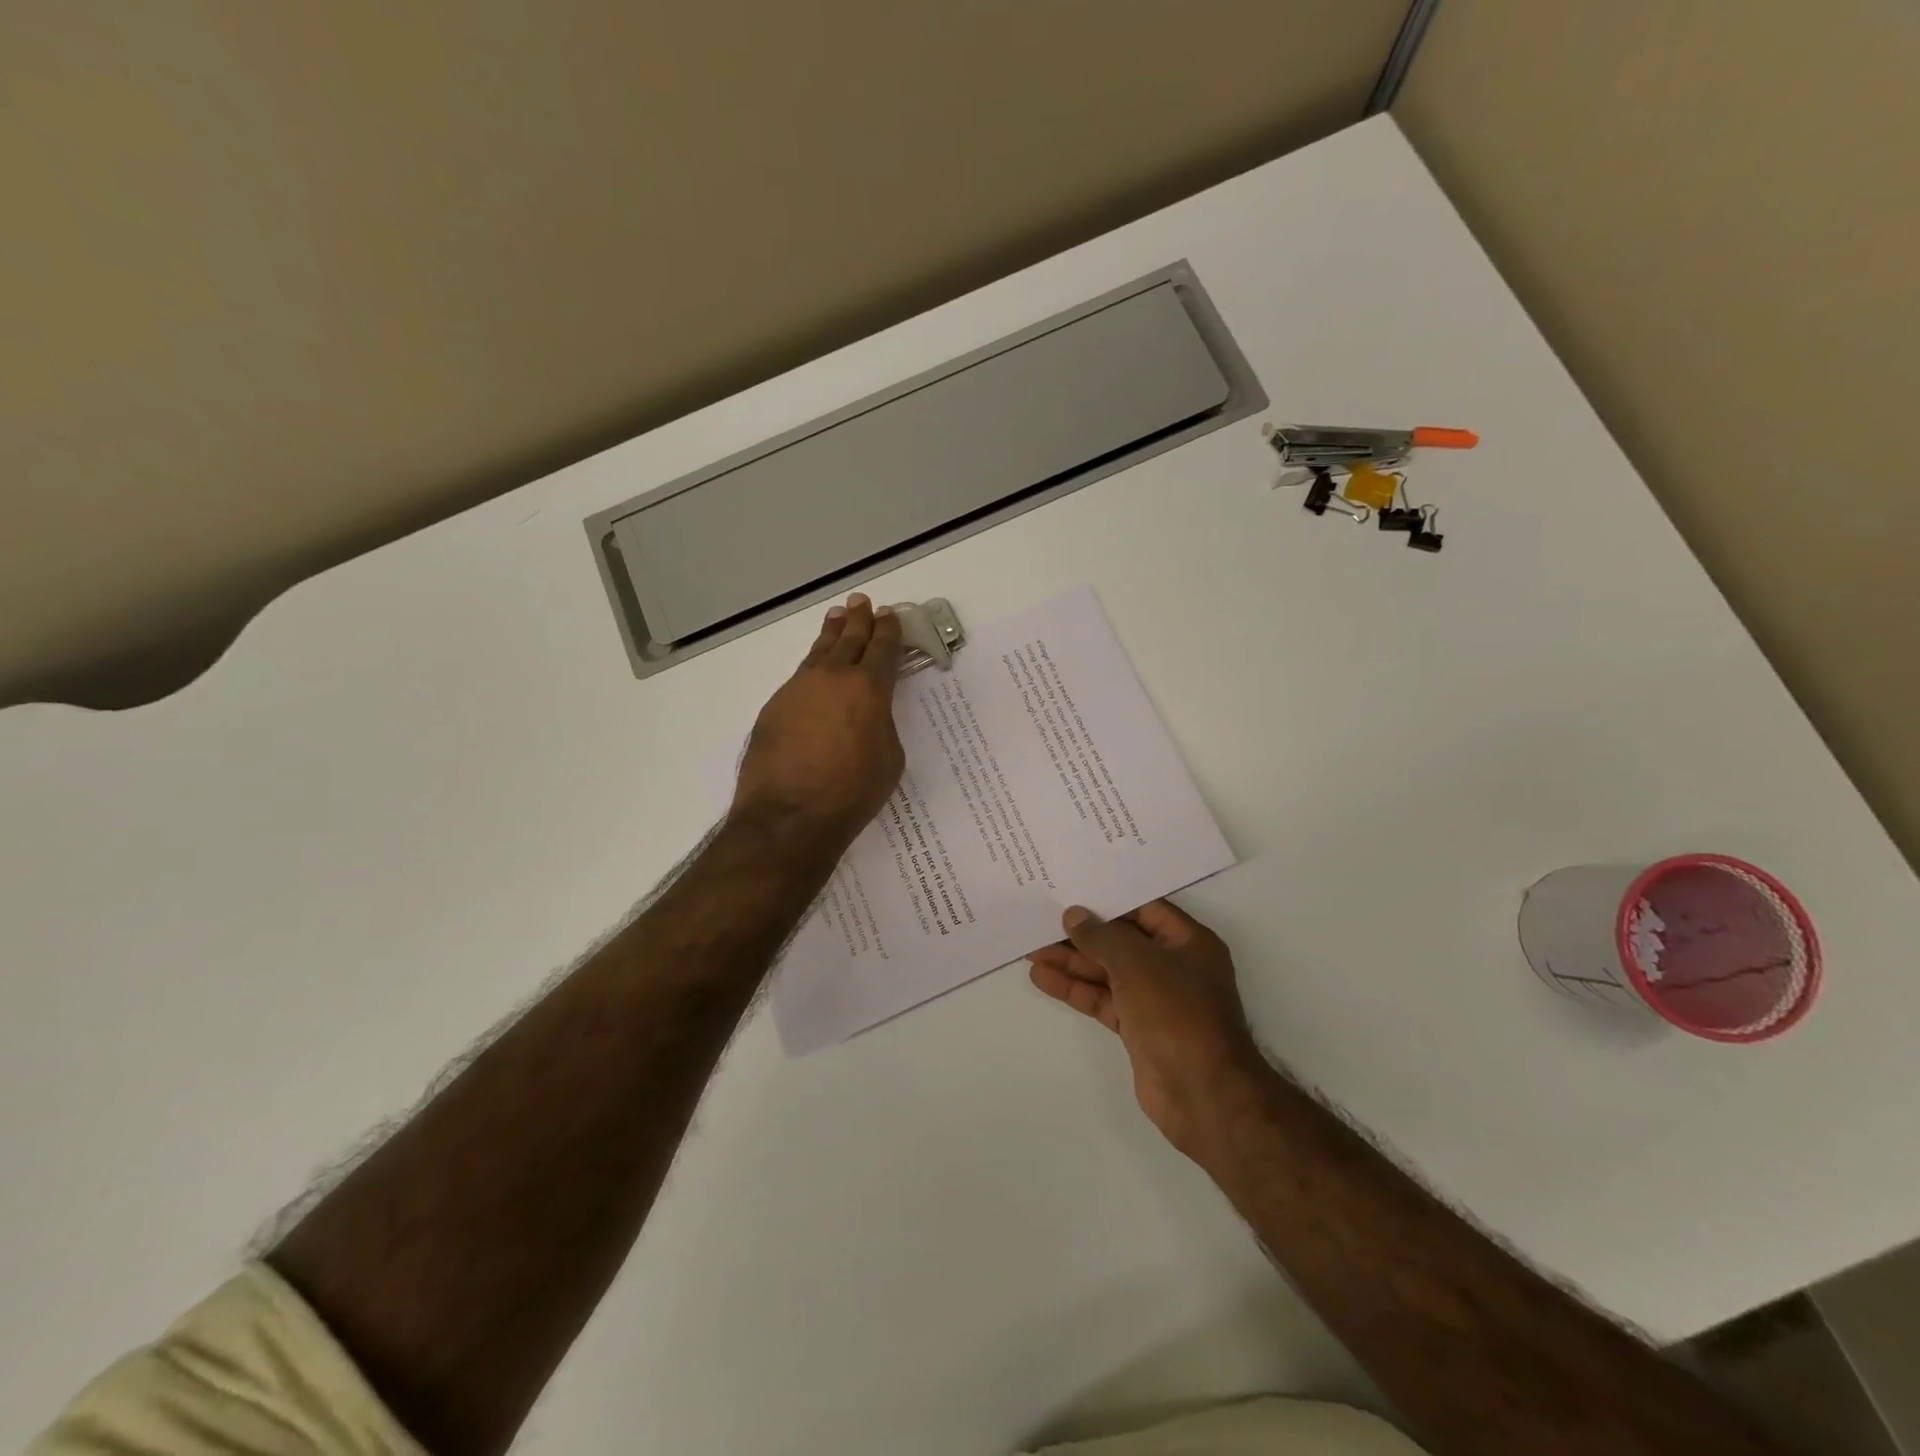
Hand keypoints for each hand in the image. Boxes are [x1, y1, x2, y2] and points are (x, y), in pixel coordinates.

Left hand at [731, 594, 905, 847]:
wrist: (789, 814)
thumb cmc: (851, 793)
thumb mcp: (889, 760)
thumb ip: (882, 726)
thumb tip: (870, 715)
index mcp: (868, 688)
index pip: (882, 649)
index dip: (888, 631)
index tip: (889, 615)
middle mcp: (832, 678)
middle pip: (848, 639)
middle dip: (858, 620)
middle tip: (861, 602)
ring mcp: (799, 688)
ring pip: (818, 651)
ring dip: (831, 633)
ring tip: (836, 617)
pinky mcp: (775, 705)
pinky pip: (799, 675)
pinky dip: (812, 664)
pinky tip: (813, 666)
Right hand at [1028, 901, 1263, 1158]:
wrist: (1203, 1094)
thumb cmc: (1177, 1013)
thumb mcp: (1137, 964)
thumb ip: (1102, 937)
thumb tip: (1074, 915)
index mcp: (1188, 941)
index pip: (1143, 909)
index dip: (1107, 900)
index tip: (1071, 891)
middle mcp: (1174, 965)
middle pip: (1121, 941)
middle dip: (1082, 934)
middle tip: (1041, 920)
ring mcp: (1156, 999)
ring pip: (1108, 971)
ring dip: (1072, 962)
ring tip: (1031, 949)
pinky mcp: (1139, 1028)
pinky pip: (1103, 999)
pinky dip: (1076, 989)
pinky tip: (1043, 978)